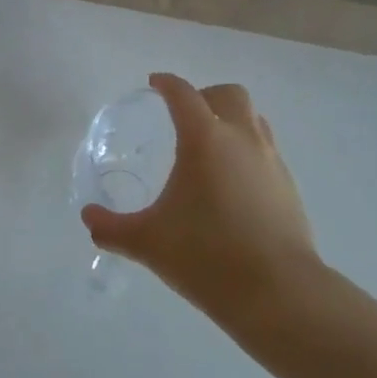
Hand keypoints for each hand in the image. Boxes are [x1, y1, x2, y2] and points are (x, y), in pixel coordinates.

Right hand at [81, 73, 318, 317]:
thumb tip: (88, 218)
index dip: (167, 84)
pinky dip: (248, 150)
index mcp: (205, 139)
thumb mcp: (149, 242)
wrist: (279, 293)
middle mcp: (241, 138)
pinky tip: (233, 183)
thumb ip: (113, 228)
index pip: (184, 94)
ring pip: (253, 118)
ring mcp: (270, 160)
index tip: (155, 84)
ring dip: (232, 120)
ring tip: (211, 146)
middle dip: (205, 96)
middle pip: (228, 94)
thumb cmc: (207, 257)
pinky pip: (266, 150)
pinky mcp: (288, 186)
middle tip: (185, 116)